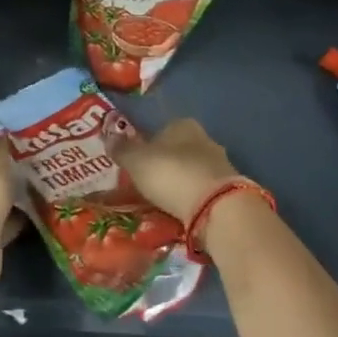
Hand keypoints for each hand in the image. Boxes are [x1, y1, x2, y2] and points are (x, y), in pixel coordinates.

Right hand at [108, 118, 243, 222]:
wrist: (216, 207)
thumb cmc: (171, 174)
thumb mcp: (137, 161)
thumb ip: (122, 149)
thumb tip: (108, 136)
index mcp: (183, 125)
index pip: (162, 129)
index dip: (147, 145)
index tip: (136, 163)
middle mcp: (205, 139)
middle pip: (178, 150)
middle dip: (164, 165)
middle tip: (145, 183)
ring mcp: (221, 165)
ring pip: (191, 171)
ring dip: (178, 183)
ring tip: (161, 201)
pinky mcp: (229, 190)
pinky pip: (202, 191)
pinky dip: (191, 198)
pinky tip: (180, 211)